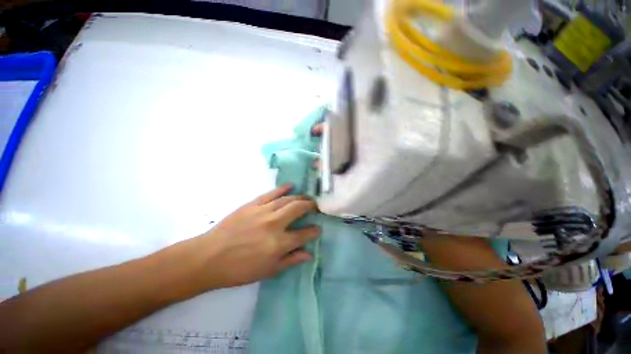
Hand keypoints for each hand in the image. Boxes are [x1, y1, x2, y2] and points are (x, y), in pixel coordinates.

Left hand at [181, 184, 319, 289]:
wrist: (209, 257)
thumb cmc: (239, 269)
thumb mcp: (267, 271)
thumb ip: (291, 260)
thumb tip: (309, 254)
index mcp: (278, 243)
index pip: (304, 234)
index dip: (314, 231)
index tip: (318, 229)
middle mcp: (274, 223)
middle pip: (298, 208)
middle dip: (311, 206)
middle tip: (315, 207)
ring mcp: (263, 211)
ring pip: (287, 199)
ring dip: (300, 197)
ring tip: (306, 198)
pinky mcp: (252, 204)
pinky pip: (271, 193)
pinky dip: (282, 188)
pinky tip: (290, 185)